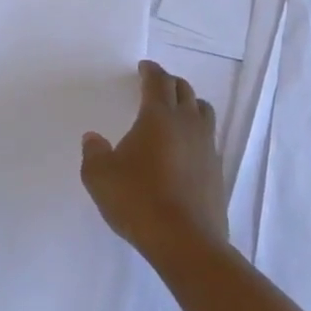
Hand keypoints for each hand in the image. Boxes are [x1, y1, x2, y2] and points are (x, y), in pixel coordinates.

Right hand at [81, 60, 226, 262]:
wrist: (186, 244)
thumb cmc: (138, 200)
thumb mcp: (100, 176)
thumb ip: (93, 153)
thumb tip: (93, 139)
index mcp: (159, 116)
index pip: (158, 81)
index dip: (151, 70)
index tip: (144, 67)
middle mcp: (187, 125)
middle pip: (184, 91)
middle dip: (170, 84)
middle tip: (158, 86)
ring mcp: (207, 149)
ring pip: (203, 113)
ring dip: (190, 105)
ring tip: (177, 113)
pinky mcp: (217, 174)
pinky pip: (209, 141)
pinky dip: (197, 136)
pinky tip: (185, 151)